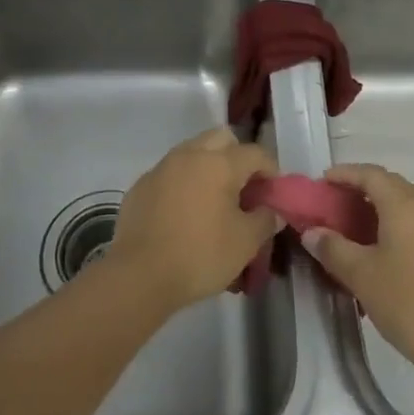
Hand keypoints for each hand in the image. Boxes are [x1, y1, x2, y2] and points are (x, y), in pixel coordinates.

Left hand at [108, 128, 279, 312]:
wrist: (139, 275)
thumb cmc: (200, 255)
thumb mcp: (245, 243)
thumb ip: (265, 220)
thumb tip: (272, 211)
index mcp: (219, 163)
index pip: (255, 153)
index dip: (271, 170)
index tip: (274, 192)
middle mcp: (190, 155)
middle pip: (222, 138)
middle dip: (238, 156)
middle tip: (244, 188)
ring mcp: (162, 167)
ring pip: (193, 151)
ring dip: (209, 166)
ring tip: (215, 199)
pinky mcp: (141, 185)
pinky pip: (171, 172)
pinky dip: (184, 182)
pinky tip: (185, 212)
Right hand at [302, 164, 413, 379]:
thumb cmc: (408, 303)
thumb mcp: (361, 276)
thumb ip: (333, 248)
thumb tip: (312, 232)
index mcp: (405, 205)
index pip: (371, 174)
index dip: (345, 174)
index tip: (324, 182)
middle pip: (394, 183)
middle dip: (366, 188)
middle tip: (341, 204)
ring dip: (392, 201)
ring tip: (371, 222)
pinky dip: (410, 220)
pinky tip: (398, 248)